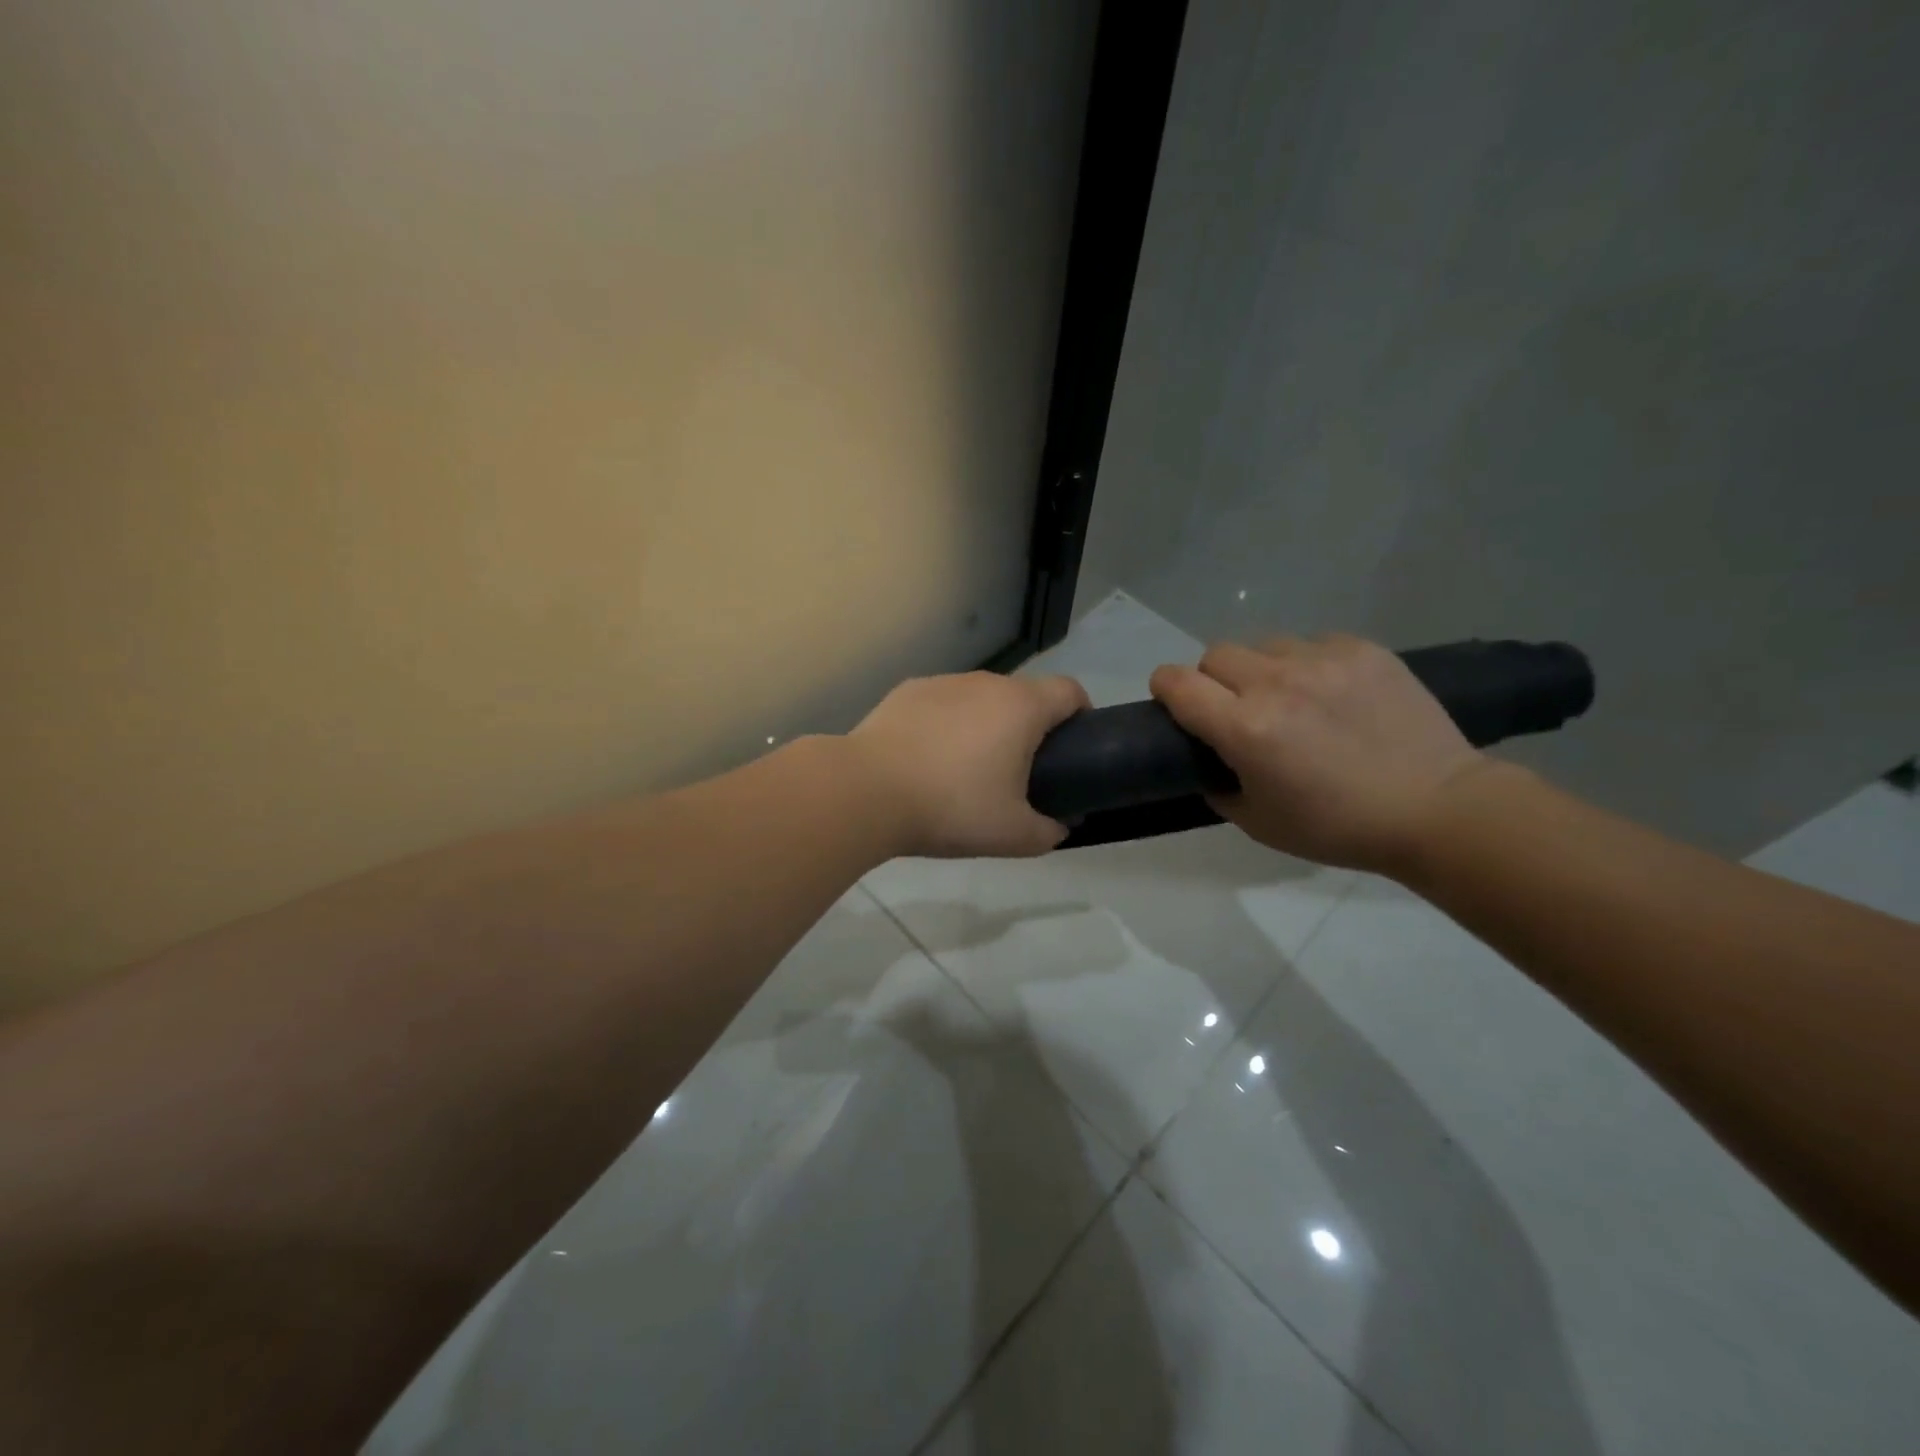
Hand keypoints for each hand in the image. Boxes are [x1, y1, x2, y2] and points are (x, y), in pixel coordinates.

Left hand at [848, 671, 1090, 858]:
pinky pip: (943, 704)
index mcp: (1021, 706)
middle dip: (1030, 726)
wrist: (867, 791)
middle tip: (1019, 771)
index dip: (1081, 715)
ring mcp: (943, 682)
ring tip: (966, 767)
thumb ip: (1049, 832)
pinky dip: (946, 723)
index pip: (1070, 691)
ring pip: (980, 698)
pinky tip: (926, 758)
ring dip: (986, 723)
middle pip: (1023, 695)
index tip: (1073, 748)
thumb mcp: (1013, 835)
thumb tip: (1060, 826)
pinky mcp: (907, 691)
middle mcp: (985, 682)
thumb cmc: (951, 808)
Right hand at [1149, 635, 1494, 872]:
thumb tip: (1208, 761)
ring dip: (1261, 669)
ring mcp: (1322, 660)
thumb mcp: (1258, 823)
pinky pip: (1313, 643)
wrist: (1436, 808)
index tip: (1173, 703)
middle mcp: (1276, 683)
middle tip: (1236, 708)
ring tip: (1290, 698)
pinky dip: (1308, 664)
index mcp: (1245, 727)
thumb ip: (1218, 786)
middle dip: (1213, 679)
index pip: (1177, 682)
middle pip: (1215, 654)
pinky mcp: (1362, 649)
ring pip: (1264, 645)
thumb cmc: (1338, 827)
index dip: (1165, 688)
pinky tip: (1332, 693)